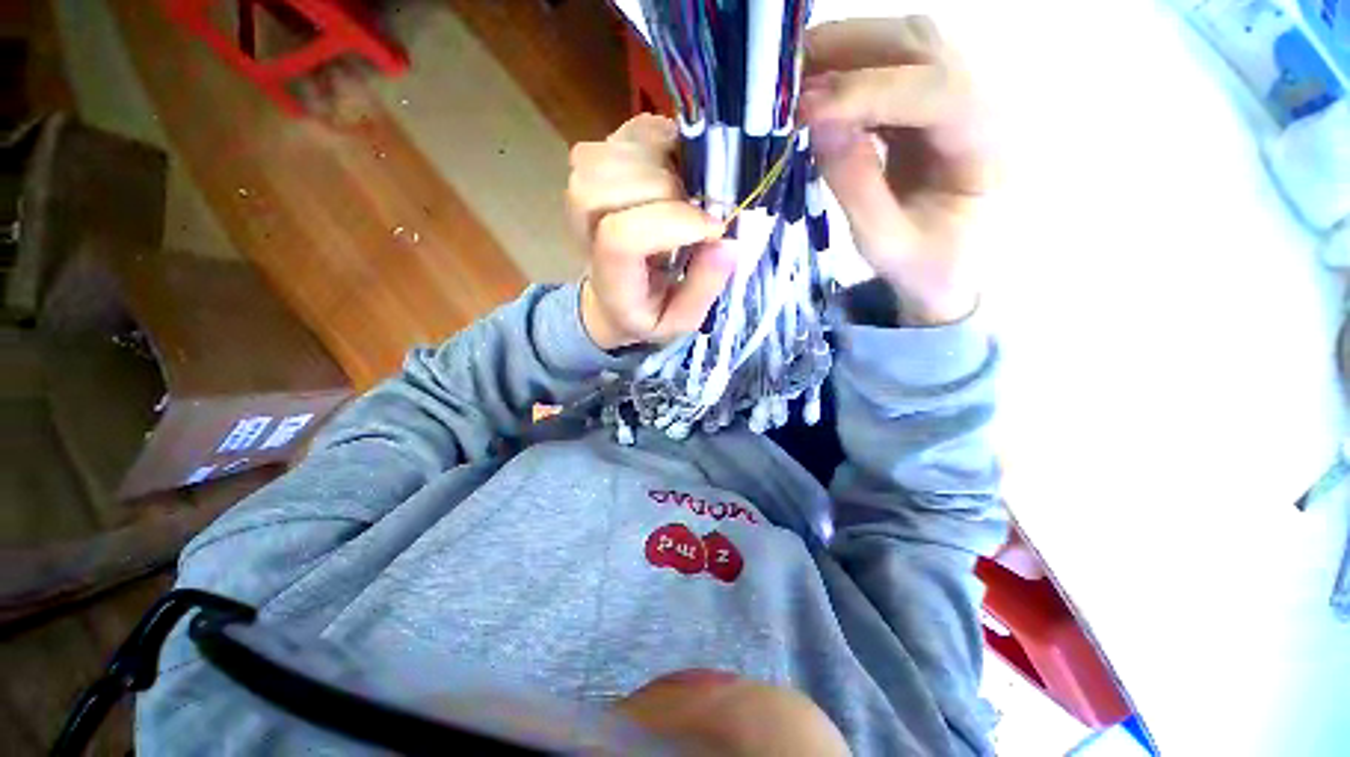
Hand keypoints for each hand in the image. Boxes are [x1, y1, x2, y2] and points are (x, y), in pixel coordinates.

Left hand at [568, 114, 734, 350]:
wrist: (612, 299)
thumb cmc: (649, 313)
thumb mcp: (680, 321)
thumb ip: (703, 289)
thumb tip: (727, 243)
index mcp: (609, 280)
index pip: (620, 237)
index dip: (672, 223)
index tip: (713, 230)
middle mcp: (584, 234)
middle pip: (598, 187)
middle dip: (661, 189)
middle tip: (694, 205)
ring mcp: (584, 193)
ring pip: (604, 154)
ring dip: (656, 160)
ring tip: (685, 186)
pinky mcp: (599, 165)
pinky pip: (621, 133)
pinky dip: (656, 138)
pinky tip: (675, 164)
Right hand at [799, 17, 995, 324]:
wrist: (946, 271)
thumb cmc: (925, 266)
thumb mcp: (885, 243)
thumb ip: (855, 188)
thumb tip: (818, 124)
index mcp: (986, 145)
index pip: (934, 90)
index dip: (867, 92)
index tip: (806, 112)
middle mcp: (980, 103)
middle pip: (920, 45)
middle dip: (850, 51)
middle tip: (789, 77)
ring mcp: (954, 98)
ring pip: (902, 45)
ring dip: (844, 53)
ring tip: (794, 82)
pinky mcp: (926, 107)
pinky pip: (886, 71)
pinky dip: (845, 74)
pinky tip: (815, 96)